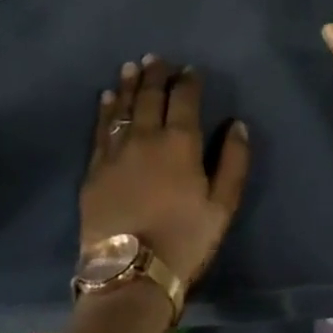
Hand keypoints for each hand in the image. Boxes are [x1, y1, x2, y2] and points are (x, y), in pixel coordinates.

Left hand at [82, 56, 250, 288]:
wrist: (131, 274)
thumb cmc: (185, 239)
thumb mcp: (223, 205)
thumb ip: (234, 160)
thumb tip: (237, 124)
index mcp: (180, 142)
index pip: (184, 98)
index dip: (188, 81)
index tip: (190, 69)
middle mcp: (146, 136)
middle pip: (149, 96)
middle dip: (155, 74)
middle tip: (156, 58)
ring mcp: (116, 151)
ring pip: (122, 107)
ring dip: (128, 84)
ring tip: (131, 67)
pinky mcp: (94, 169)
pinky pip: (100, 129)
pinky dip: (104, 110)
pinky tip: (106, 97)